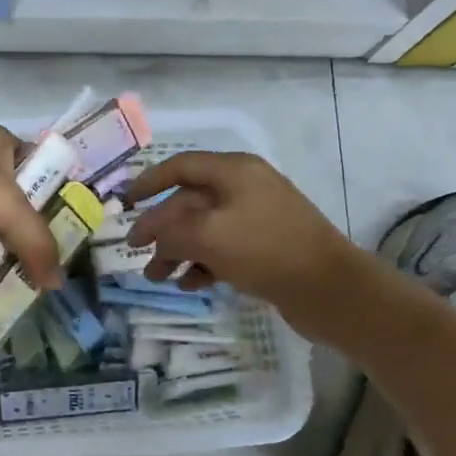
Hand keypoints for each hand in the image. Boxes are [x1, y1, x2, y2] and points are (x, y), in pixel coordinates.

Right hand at [127, 151, 355, 308]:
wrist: (331, 289)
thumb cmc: (265, 250)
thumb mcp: (208, 236)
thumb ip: (170, 231)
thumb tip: (151, 234)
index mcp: (234, 172)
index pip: (181, 166)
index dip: (149, 182)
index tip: (124, 203)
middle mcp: (245, 188)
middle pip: (190, 201)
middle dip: (162, 228)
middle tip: (137, 253)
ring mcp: (258, 218)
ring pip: (205, 228)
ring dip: (178, 251)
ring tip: (158, 278)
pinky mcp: (267, 247)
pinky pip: (224, 248)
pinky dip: (203, 263)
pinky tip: (189, 284)